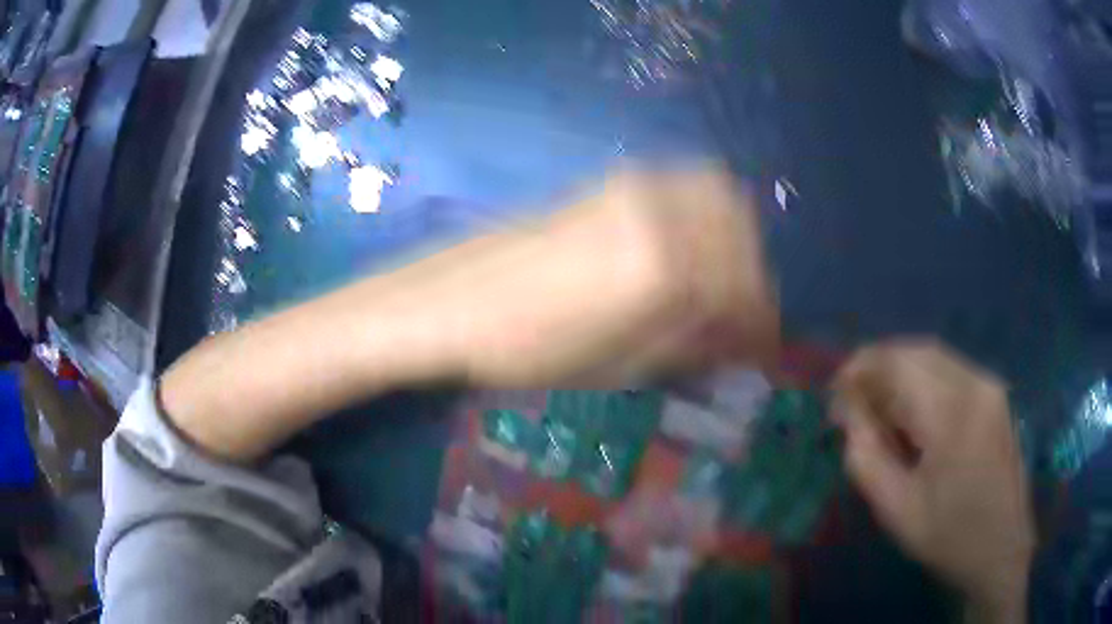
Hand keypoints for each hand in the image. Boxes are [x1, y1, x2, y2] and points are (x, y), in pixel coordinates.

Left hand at [442, 166, 778, 386]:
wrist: (457, 298)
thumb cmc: (530, 348)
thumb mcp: (621, 365)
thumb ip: (693, 342)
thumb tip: (743, 336)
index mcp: (662, 266)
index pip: (742, 287)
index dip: (762, 320)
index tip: (766, 345)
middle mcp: (658, 209)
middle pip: (740, 231)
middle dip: (754, 276)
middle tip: (744, 315)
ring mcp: (635, 183)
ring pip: (720, 195)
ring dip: (735, 239)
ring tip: (721, 283)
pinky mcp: (615, 178)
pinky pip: (687, 183)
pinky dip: (708, 213)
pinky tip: (693, 247)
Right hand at [833, 341, 1033, 623]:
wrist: (1003, 550)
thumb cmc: (950, 537)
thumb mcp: (898, 510)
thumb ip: (867, 458)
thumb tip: (848, 416)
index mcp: (952, 413)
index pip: (896, 364)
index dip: (859, 370)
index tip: (833, 394)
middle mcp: (976, 383)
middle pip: (916, 352)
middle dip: (878, 367)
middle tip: (852, 401)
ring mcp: (991, 386)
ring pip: (935, 357)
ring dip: (901, 373)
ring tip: (879, 409)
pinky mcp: (997, 396)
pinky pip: (953, 372)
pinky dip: (924, 381)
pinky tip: (913, 414)